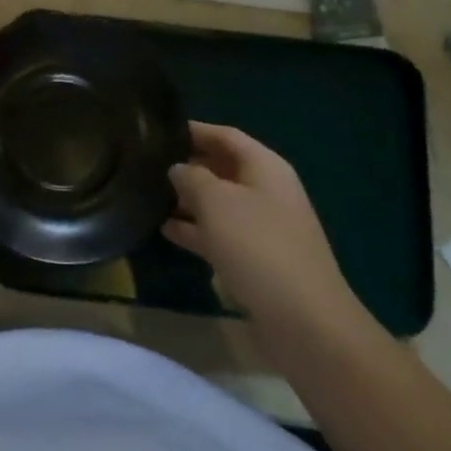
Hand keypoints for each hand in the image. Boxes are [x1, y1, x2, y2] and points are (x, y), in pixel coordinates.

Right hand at [166, 123, 362, 332]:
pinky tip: (164, 229)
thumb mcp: (216, 202)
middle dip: (187, 165)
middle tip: (147, 164)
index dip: (194, 130)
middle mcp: (266, 190)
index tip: (159, 131)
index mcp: (265, 167)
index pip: (225, 136)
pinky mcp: (255, 258)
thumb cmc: (257, 246)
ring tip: (147, 195)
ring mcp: (262, 226)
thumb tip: (177, 169)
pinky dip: (195, 229)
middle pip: (222, 167)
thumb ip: (191, 177)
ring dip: (187, 199)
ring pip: (218, 202)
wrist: (303, 320)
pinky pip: (219, 233)